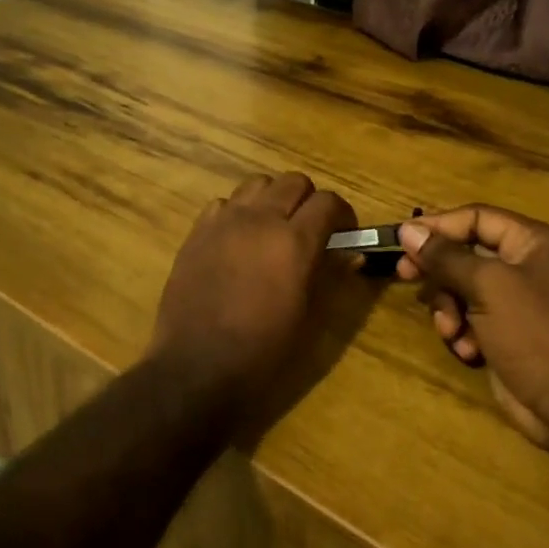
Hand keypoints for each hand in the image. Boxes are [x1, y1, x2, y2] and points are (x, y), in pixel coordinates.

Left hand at [147, 173, 356, 400]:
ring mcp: (224, 221)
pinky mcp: (197, 231)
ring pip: (257, 183)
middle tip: (310, 228)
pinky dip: (238, 212)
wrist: (196, 366)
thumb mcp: (307, 317)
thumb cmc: (262, 350)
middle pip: (293, 181)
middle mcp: (260, 219)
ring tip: (273, 227)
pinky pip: (224, 203)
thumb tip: (352, 254)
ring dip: (272, 198)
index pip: (328, 202)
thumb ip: (329, 276)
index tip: (343, 232)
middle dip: (309, 200)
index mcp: (294, 242)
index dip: (342, 214)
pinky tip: (238, 239)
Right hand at [396, 205, 548, 447]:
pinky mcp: (506, 333)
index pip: (476, 217)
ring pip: (462, 288)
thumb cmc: (535, 333)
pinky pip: (470, 318)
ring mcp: (516, 302)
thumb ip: (445, 256)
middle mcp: (525, 266)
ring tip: (451, 331)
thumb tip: (408, 229)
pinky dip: (462, 332)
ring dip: (448, 308)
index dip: (438, 226)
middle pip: (465, 253)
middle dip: (438, 271)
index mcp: (532, 242)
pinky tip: (467, 350)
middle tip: (405, 276)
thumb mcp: (487, 286)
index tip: (401, 239)